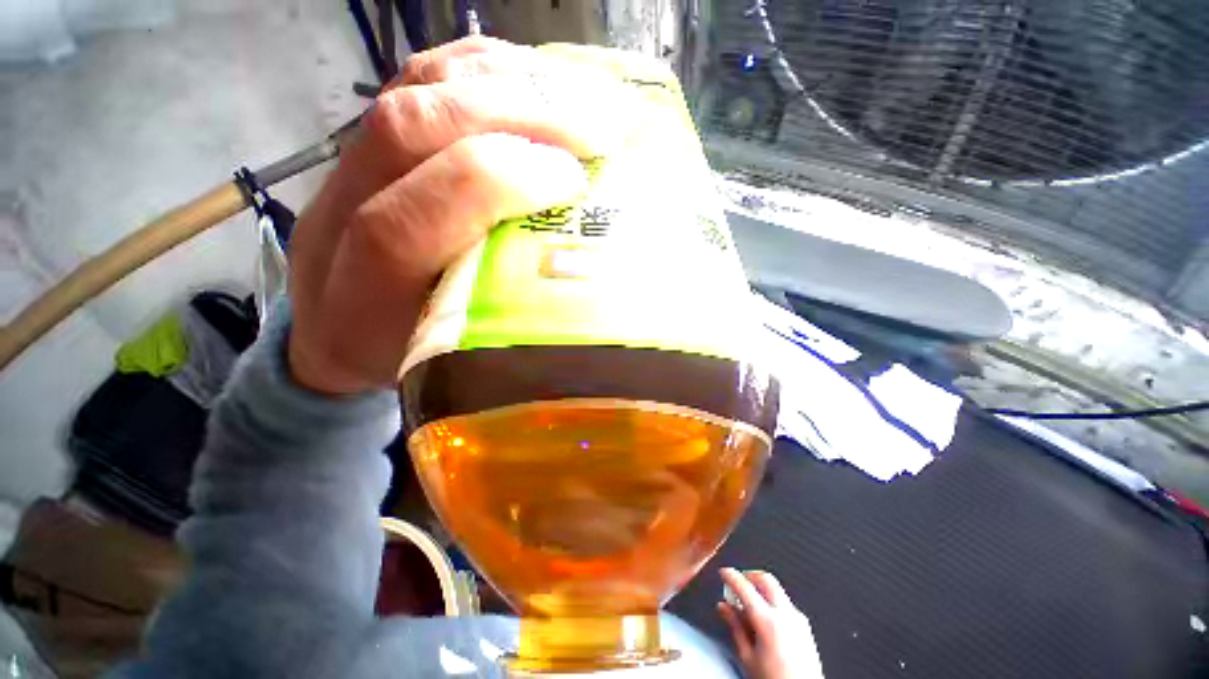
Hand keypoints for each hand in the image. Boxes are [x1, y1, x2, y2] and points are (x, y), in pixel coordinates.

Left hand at [287, 37, 635, 393]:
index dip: (495, 184)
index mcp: (362, 296)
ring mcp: (348, 166)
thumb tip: (574, 261)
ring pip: (414, 89)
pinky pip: (416, 75)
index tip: (571, 181)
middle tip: (593, 131)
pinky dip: (482, 65)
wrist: (331, 337)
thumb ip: (500, 316)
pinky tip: (532, 75)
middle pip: (412, 129)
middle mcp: (341, 216)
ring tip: (578, 95)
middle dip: (514, 118)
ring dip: (508, 83)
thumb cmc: (405, 355)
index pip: (409, 220)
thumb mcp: (455, 359)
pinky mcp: (366, 140)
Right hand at [718, 568, 824, 678]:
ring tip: (748, 605)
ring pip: (776, 590)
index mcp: (768, 621)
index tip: (723, 573)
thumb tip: (724, 607)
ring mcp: (798, 620)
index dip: (731, 576)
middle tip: (736, 583)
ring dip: (760, 589)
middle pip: (765, 579)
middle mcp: (786, 615)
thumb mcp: (747, 658)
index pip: (744, 587)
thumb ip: (735, 627)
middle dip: (748, 576)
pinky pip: (786, 604)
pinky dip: (771, 601)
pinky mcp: (805, 627)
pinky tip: (764, 617)